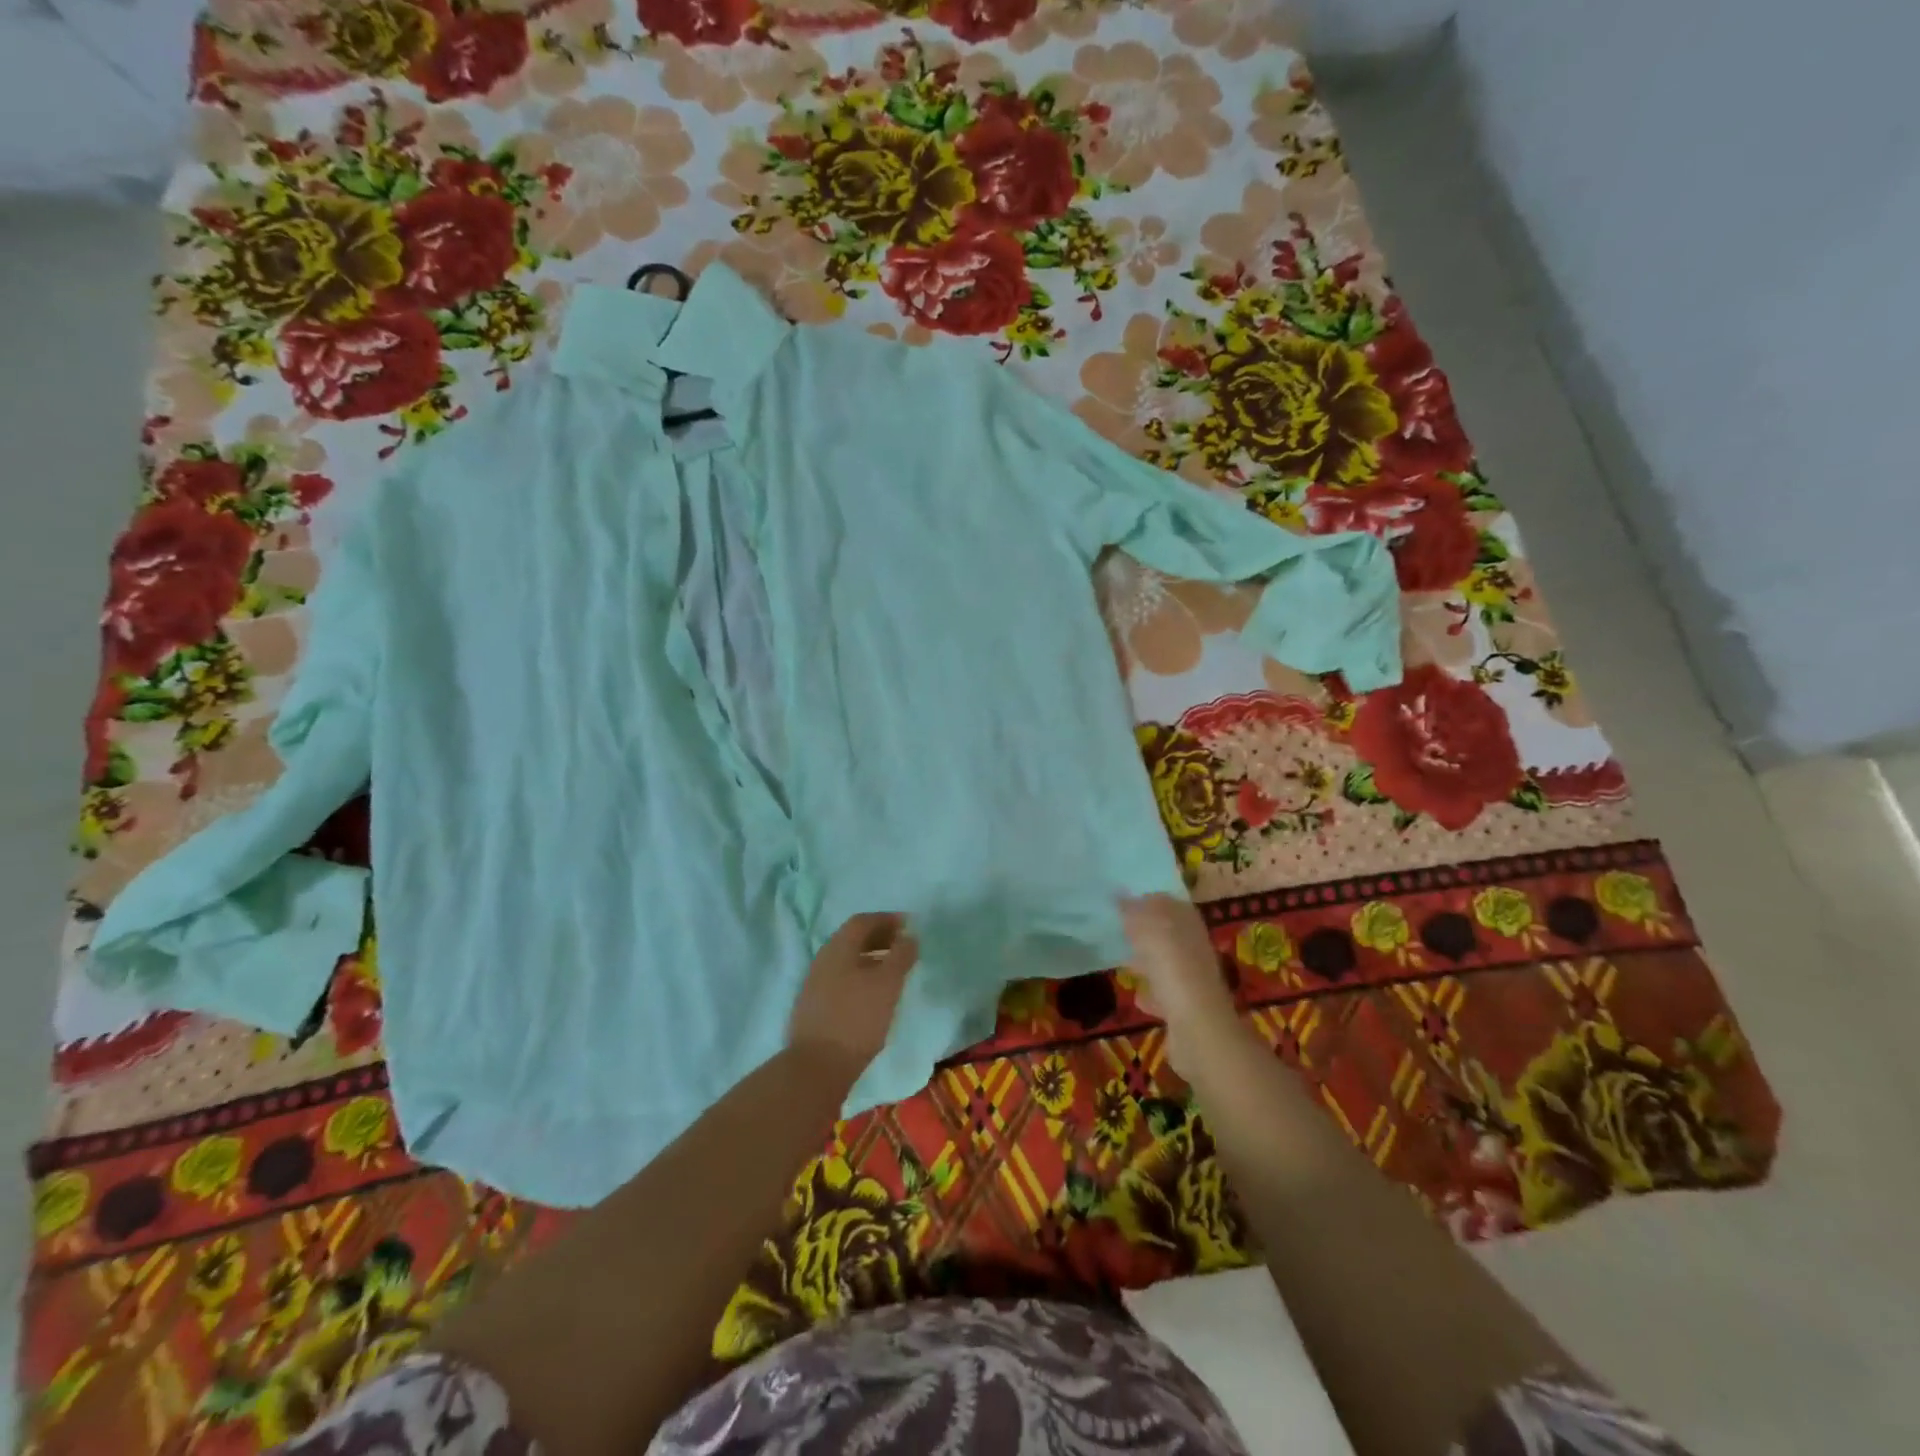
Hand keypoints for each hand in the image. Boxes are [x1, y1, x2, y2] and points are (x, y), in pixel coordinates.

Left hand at [787, 912, 918, 1081]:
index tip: (908, 926)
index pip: (862, 921)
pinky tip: (872, 995)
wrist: (817, 1066)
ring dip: (870, 958)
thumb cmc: (857, 1018)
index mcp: (838, 947)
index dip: (887, 920)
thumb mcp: (888, 984)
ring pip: (846, 960)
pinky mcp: (813, 1006)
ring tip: (892, 971)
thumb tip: (909, 936)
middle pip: (852, 938)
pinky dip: (860, 976)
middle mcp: (823, 959)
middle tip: (903, 946)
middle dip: (879, 937)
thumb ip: (901, 955)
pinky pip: (840, 979)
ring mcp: (814, 983)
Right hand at [1119, 894, 1238, 1071]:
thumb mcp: (1146, 927)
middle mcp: (1194, 946)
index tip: (1120, 898)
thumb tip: (1120, 894)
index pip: (1167, 900)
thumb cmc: (1171, 966)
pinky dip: (1151, 992)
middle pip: (1167, 932)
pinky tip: (1137, 995)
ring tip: (1123, 959)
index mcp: (1187, 921)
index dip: (1146, 897)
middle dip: (1144, 930)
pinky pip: (1164, 993)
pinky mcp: (1186, 1007)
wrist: (1196, 1026)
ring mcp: (1192, 978)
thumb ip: (1132, 909)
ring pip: (1166, 962)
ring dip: (1147, 961)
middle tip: (1116, 928)